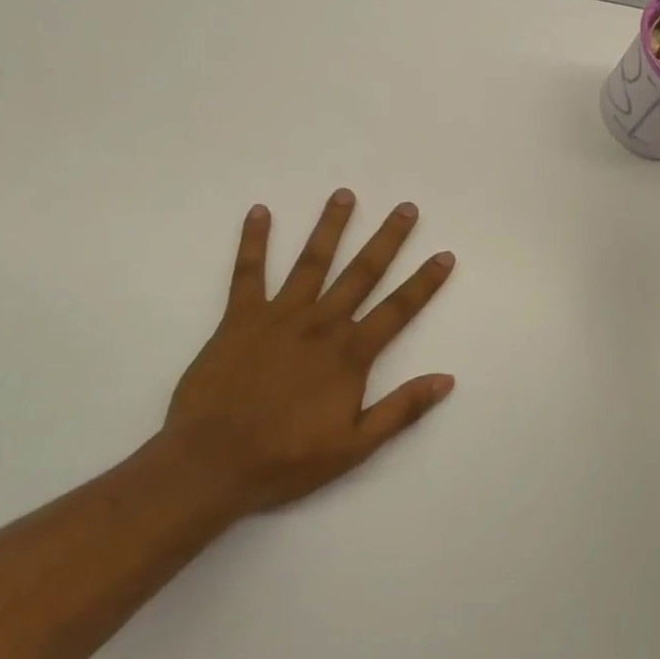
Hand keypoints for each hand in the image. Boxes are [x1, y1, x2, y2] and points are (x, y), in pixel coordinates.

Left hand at [163, 191, 456, 513]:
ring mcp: (278, 316)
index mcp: (350, 354)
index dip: (424, 282)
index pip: (398, 309)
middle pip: (361, 273)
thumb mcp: (355, 446)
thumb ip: (401, 409)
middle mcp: (320, 324)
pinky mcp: (239, 318)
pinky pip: (248, 272)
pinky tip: (260, 212)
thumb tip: (446, 379)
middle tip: (406, 208)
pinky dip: (254, 241)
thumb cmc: (287, 458)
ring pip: (311, 262)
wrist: (212, 463)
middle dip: (387, 239)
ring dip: (330, 227)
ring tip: (344, 195)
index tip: (444, 255)